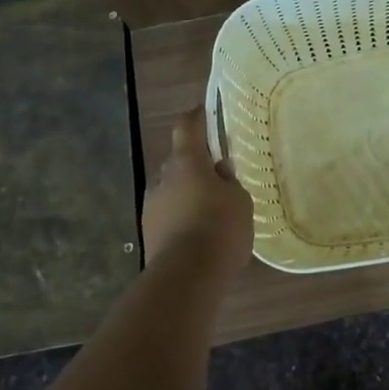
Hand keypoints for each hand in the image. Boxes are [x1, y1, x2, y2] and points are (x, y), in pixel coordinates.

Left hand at [141, 107, 253, 271]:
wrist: (186, 277)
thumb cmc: (219, 227)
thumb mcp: (239, 200)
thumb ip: (229, 182)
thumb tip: (220, 172)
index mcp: (186, 162)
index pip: (187, 127)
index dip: (196, 117)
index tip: (205, 112)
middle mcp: (163, 179)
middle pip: (179, 161)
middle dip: (196, 165)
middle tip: (219, 176)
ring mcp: (152, 207)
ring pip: (172, 190)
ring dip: (189, 194)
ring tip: (212, 211)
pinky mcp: (149, 234)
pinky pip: (169, 215)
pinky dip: (183, 217)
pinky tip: (201, 233)